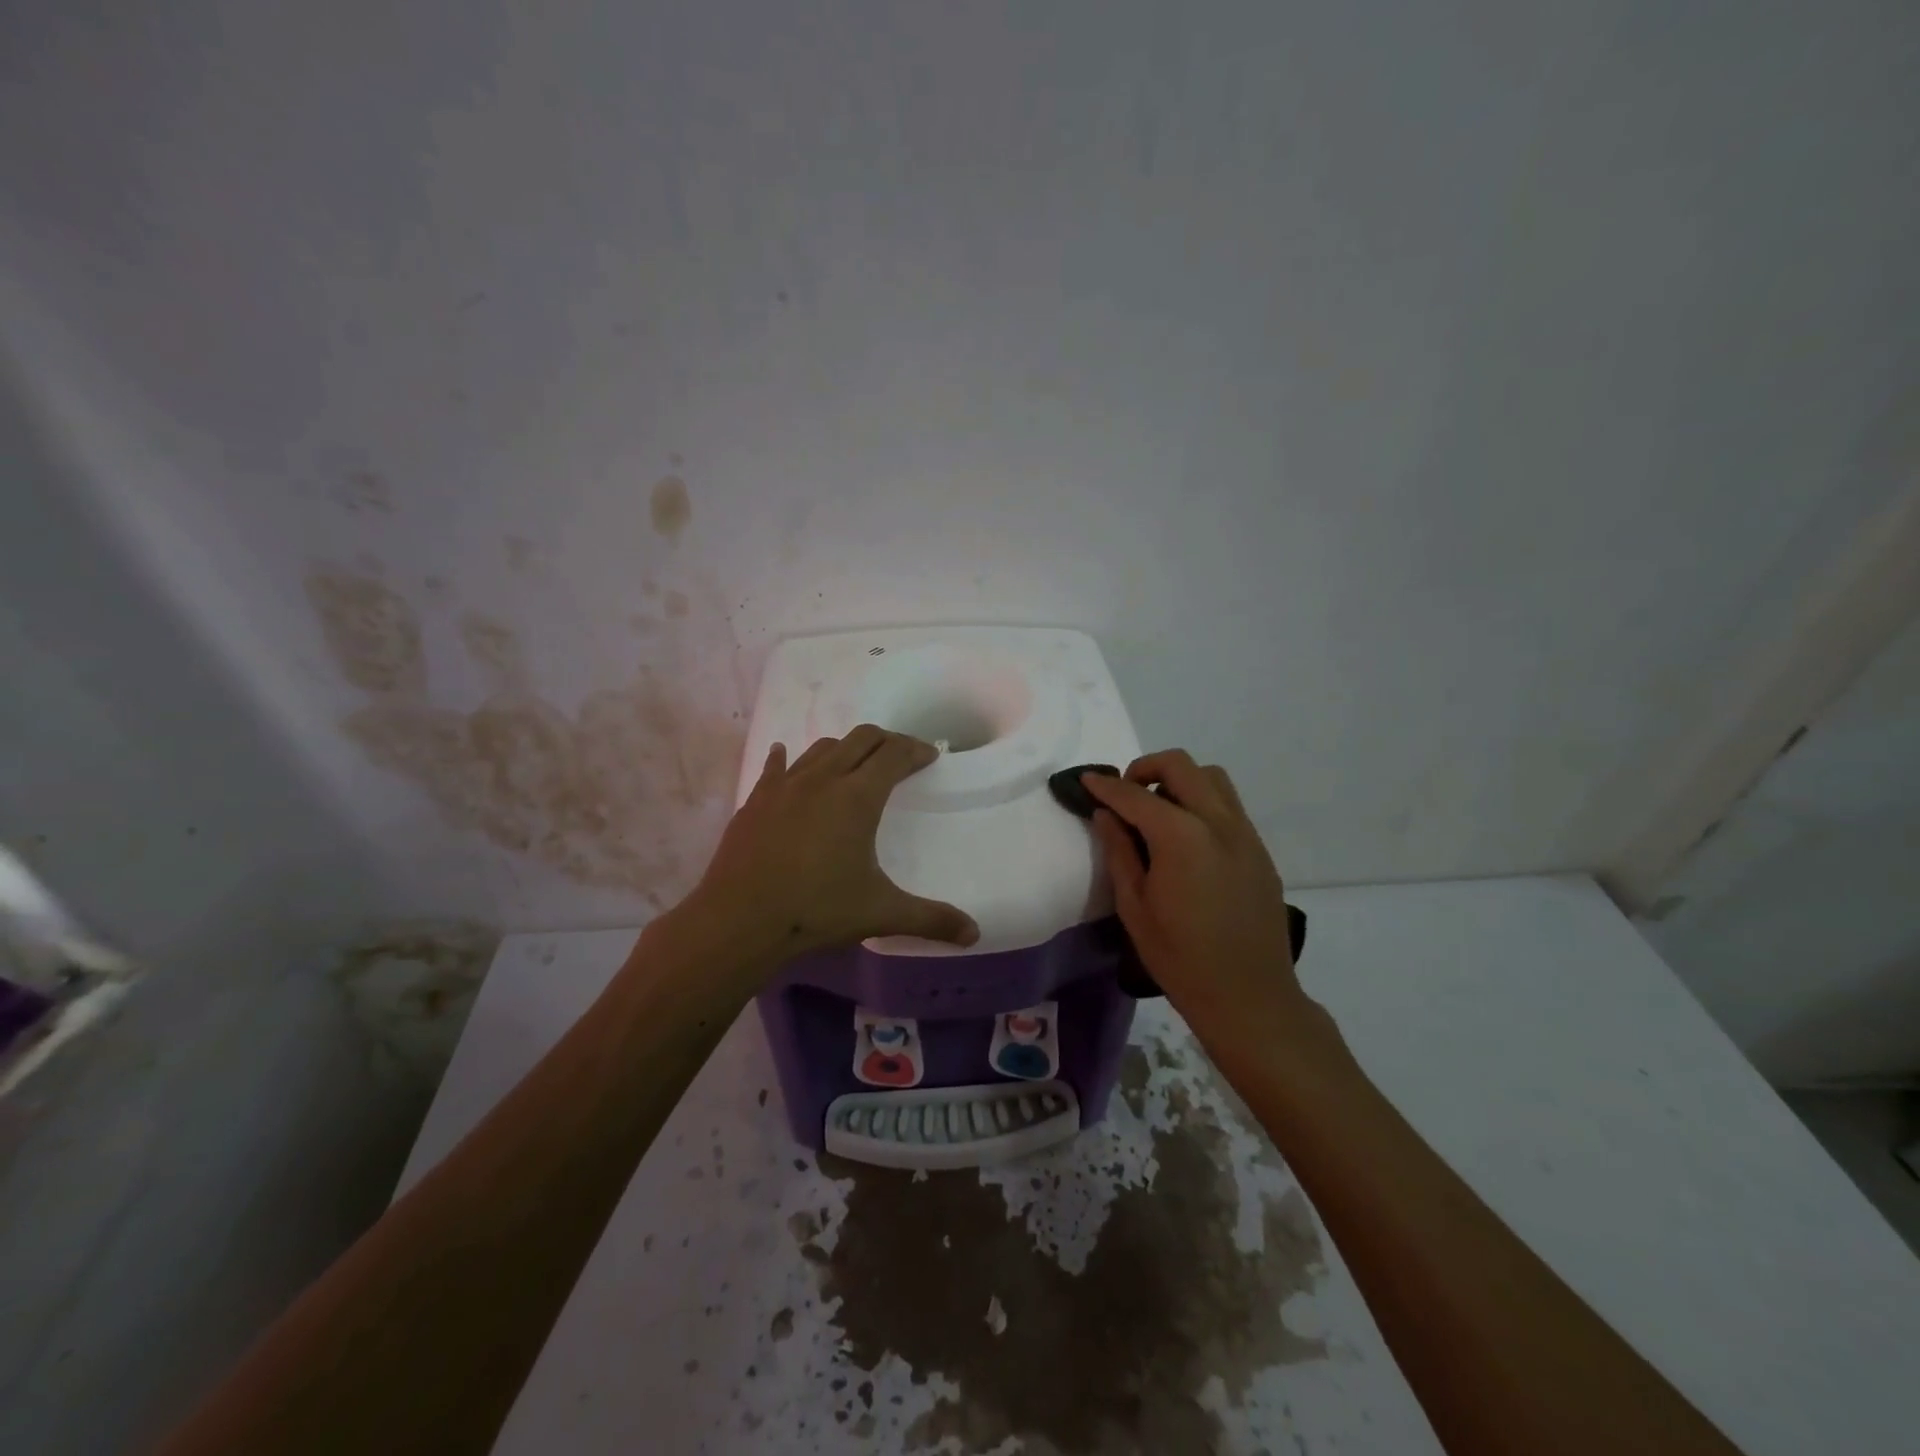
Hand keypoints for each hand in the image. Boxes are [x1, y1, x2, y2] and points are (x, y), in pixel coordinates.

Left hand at [686, 725, 979, 959]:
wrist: (739, 920)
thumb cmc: (816, 911)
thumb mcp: (880, 913)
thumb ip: (930, 919)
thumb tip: (974, 934)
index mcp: (858, 797)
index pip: (894, 754)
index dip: (916, 749)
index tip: (930, 755)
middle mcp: (823, 779)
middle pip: (861, 738)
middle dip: (886, 740)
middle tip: (900, 756)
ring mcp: (785, 785)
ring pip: (822, 748)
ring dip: (845, 748)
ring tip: (854, 765)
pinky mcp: (756, 799)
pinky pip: (776, 766)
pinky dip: (788, 758)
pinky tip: (784, 755)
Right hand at [1083, 750, 1300, 1021]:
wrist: (1249, 997)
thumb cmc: (1179, 958)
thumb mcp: (1134, 906)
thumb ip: (1119, 851)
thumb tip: (1106, 814)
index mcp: (1181, 837)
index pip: (1136, 795)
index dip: (1106, 786)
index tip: (1086, 781)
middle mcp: (1218, 822)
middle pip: (1180, 766)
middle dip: (1145, 768)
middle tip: (1124, 795)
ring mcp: (1245, 834)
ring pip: (1212, 778)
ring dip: (1179, 781)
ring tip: (1158, 812)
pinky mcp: (1260, 850)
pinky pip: (1229, 806)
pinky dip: (1202, 802)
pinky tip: (1187, 838)